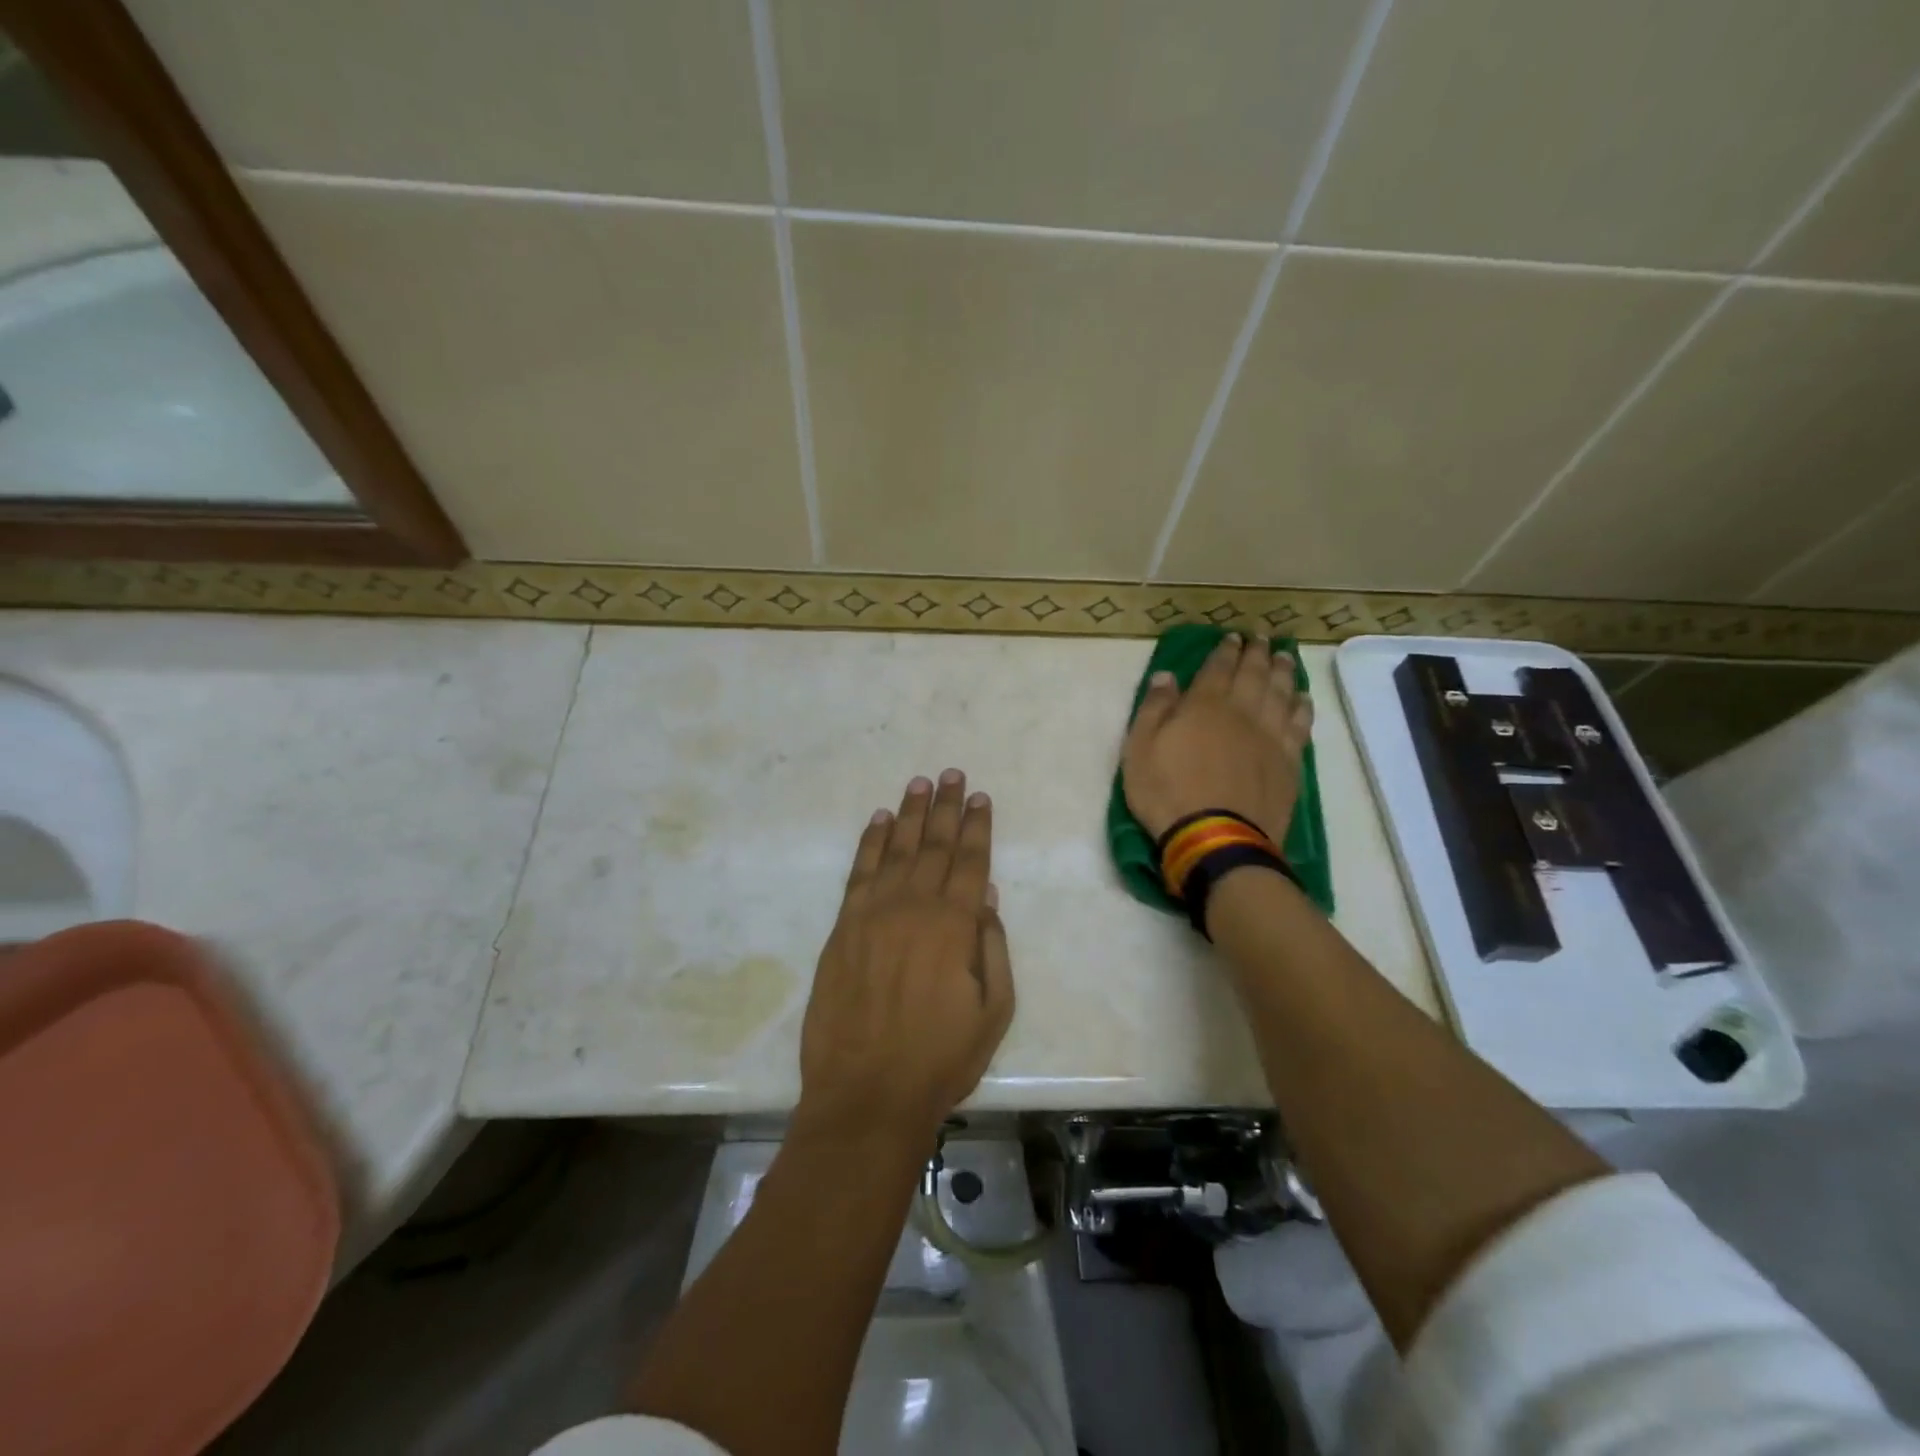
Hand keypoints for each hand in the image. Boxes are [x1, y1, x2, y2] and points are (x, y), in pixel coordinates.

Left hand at [796, 771, 1014, 1151]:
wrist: (867, 1093)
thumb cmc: (940, 1059)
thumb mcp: (993, 1011)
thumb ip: (993, 947)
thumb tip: (985, 895)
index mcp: (955, 926)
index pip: (969, 861)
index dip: (976, 827)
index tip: (980, 798)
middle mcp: (914, 907)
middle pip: (933, 845)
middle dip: (945, 807)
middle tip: (952, 775)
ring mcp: (873, 914)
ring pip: (895, 849)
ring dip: (908, 814)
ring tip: (919, 784)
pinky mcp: (842, 928)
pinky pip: (859, 873)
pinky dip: (869, 843)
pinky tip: (878, 821)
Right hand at [1122, 634, 1314, 842]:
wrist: (1215, 837)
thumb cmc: (1167, 792)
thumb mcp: (1139, 749)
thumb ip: (1154, 709)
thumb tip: (1166, 676)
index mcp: (1204, 705)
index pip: (1218, 667)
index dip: (1226, 649)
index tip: (1233, 636)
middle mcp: (1242, 712)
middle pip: (1255, 674)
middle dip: (1258, 653)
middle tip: (1262, 638)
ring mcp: (1270, 736)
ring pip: (1282, 693)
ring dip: (1284, 672)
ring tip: (1285, 656)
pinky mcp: (1289, 762)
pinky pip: (1300, 725)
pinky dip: (1302, 707)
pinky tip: (1302, 699)